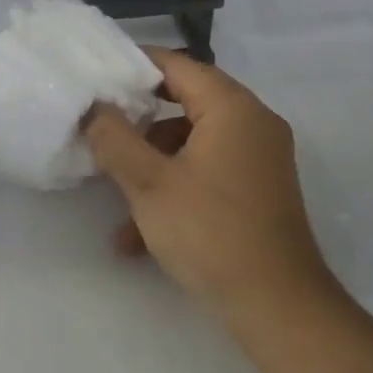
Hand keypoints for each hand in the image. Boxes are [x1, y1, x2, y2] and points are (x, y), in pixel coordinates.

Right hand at [83, 48, 334, 319]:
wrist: (277, 307)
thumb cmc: (210, 233)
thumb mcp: (149, 184)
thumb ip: (114, 138)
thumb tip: (94, 108)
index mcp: (233, 109)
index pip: (178, 65)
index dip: (135, 65)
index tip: (98, 75)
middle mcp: (253, 124)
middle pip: (185, 105)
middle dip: (139, 126)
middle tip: (100, 134)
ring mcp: (259, 159)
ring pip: (191, 146)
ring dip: (151, 170)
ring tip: (117, 208)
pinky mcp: (258, 191)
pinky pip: (208, 173)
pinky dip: (175, 191)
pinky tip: (140, 238)